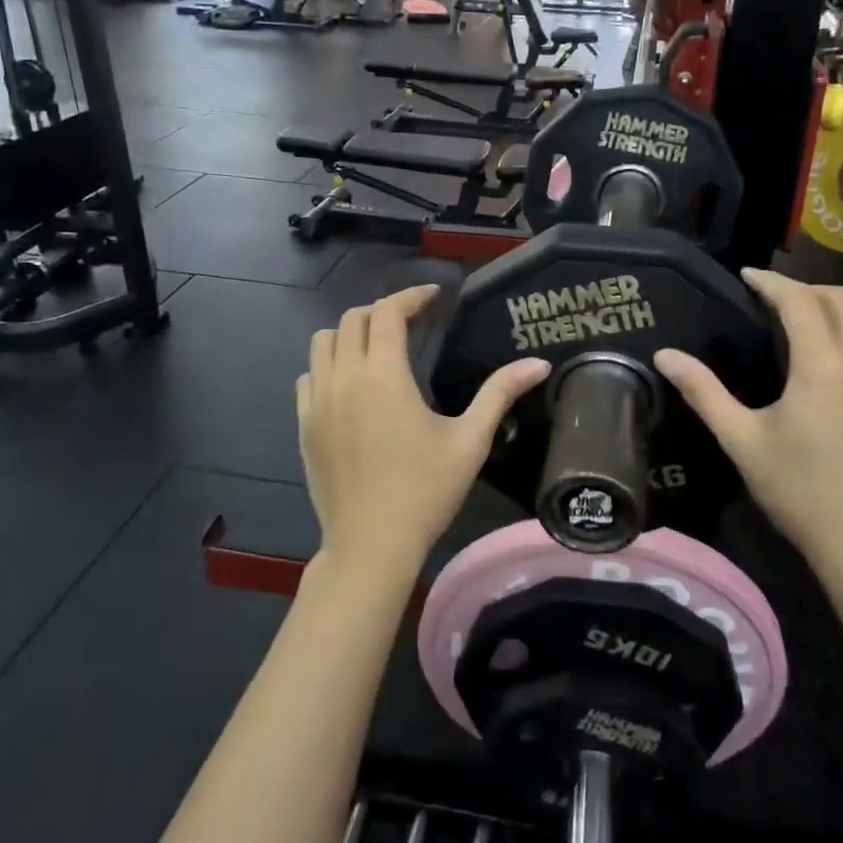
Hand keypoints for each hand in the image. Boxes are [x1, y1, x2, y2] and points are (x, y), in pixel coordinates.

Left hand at [298, 285, 549, 579]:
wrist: (371, 545)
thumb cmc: (425, 491)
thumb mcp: (470, 441)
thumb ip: (500, 393)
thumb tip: (539, 363)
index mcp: (383, 375)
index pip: (388, 312)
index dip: (411, 296)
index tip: (434, 297)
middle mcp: (343, 377)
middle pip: (353, 319)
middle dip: (383, 311)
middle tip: (412, 322)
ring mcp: (317, 401)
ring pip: (323, 343)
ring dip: (351, 333)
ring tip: (379, 347)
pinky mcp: (303, 425)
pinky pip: (309, 375)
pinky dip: (328, 365)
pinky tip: (351, 385)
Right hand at [654, 270, 842, 588]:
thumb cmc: (798, 491)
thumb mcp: (741, 441)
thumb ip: (703, 391)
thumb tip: (665, 355)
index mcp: (821, 366)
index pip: (798, 299)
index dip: (771, 281)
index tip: (748, 277)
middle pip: (840, 298)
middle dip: (804, 289)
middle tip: (774, 302)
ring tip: (816, 322)